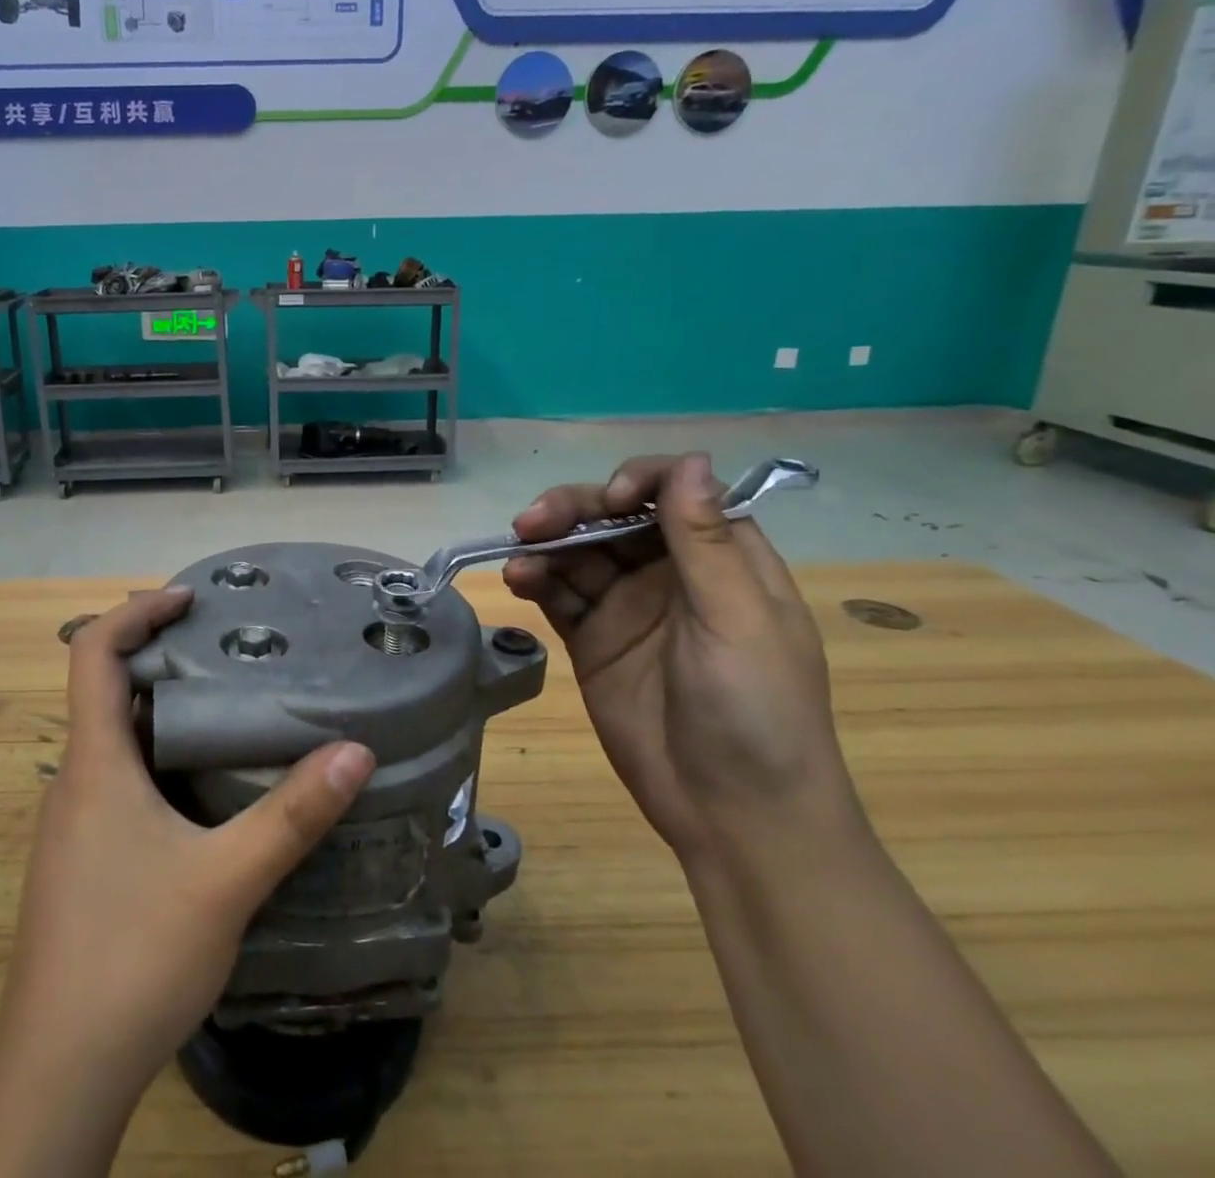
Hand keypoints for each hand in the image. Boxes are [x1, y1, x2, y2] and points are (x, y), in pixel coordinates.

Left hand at [0, 589, 373, 1136]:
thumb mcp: (226, 881)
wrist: (59, 1072)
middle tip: (226, 647)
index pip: (93, 653)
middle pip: (106, 689)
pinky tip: (206, 786)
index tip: (188, 599)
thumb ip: (293, 816)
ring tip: (230, 704)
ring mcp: (75, 823)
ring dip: (163, 710)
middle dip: (161, 656)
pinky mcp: (84, 860)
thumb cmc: (133, 956)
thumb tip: (357, 752)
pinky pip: (119, 780)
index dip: (136, 611)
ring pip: (116, 739)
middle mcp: (76, 781)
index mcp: (94, 763)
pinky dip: (160, 757)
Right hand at [503, 453, 849, 859]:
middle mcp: (671, 574)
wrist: (733, 816)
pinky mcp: (592, 640)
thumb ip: (705, 542)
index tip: (608, 502)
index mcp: (722, 561)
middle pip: (613, 517)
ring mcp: (627, 607)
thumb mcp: (736, 621)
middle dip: (572, 510)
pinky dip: (536, 581)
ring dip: (545, 546)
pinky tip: (518, 582)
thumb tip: (688, 459)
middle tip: (530, 523)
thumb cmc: (756, 712)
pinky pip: (558, 595)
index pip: (675, 494)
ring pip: (578, 552)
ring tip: (519, 564)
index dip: (638, 483)